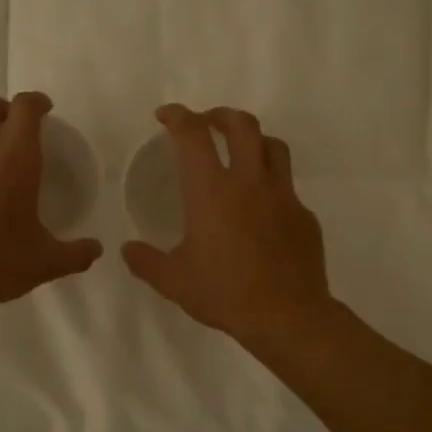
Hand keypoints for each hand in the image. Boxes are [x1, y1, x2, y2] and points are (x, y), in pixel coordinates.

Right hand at [122, 104, 331, 348]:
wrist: (287, 317)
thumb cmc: (225, 294)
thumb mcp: (174, 282)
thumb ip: (146, 262)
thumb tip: (127, 250)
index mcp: (212, 191)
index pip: (193, 135)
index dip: (178, 116)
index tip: (166, 116)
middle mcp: (249, 182)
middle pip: (242, 125)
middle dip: (220, 115)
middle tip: (206, 124)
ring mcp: (283, 196)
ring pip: (273, 146)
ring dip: (253, 139)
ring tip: (240, 152)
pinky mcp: (304, 215)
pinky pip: (287, 187)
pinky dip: (271, 184)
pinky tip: (262, 209)